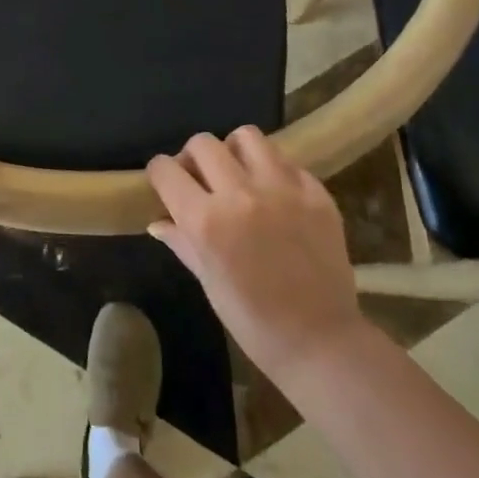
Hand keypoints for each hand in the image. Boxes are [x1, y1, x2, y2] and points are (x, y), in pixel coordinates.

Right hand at [147, 127, 371, 383]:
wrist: (320, 340)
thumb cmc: (252, 319)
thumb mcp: (207, 280)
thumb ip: (182, 240)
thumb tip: (158, 221)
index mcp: (207, 220)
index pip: (166, 169)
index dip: (160, 174)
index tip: (165, 183)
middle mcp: (241, 193)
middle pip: (203, 143)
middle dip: (193, 158)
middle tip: (201, 180)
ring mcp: (283, 189)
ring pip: (247, 137)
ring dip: (234, 151)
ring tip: (239, 174)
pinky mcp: (316, 193)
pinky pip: (286, 161)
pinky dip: (273, 171)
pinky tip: (275, 195)